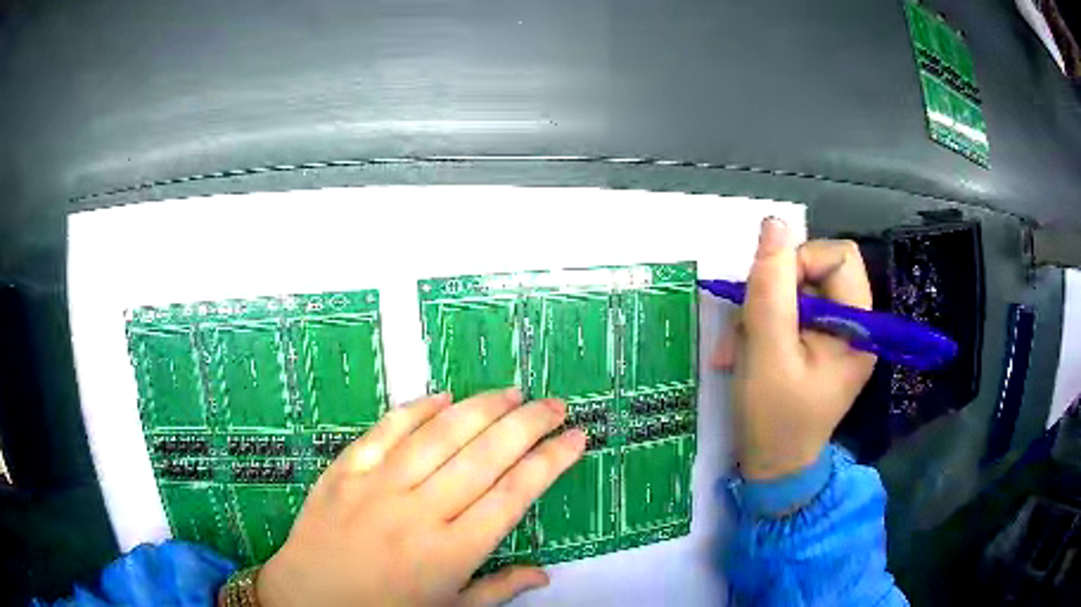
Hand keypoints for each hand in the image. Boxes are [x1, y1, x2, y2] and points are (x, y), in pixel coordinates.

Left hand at [257, 389, 585, 606]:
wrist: (307, 600)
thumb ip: (499, 589)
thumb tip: (544, 574)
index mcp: (450, 552)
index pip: (514, 494)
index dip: (550, 461)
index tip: (576, 438)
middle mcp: (419, 513)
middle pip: (484, 456)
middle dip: (528, 424)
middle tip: (554, 405)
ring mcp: (378, 487)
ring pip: (439, 435)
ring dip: (481, 408)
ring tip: (511, 393)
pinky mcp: (345, 471)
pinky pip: (385, 431)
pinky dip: (416, 409)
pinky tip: (443, 396)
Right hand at [712, 218, 876, 480]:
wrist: (772, 469)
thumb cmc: (774, 418)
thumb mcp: (767, 352)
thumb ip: (770, 288)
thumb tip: (774, 224)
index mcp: (858, 328)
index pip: (837, 256)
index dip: (800, 262)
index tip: (768, 296)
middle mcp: (854, 326)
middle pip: (815, 271)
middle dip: (773, 293)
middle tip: (745, 327)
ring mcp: (835, 336)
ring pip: (795, 291)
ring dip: (760, 313)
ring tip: (737, 349)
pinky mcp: (817, 346)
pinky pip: (789, 313)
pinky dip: (762, 327)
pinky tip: (743, 353)